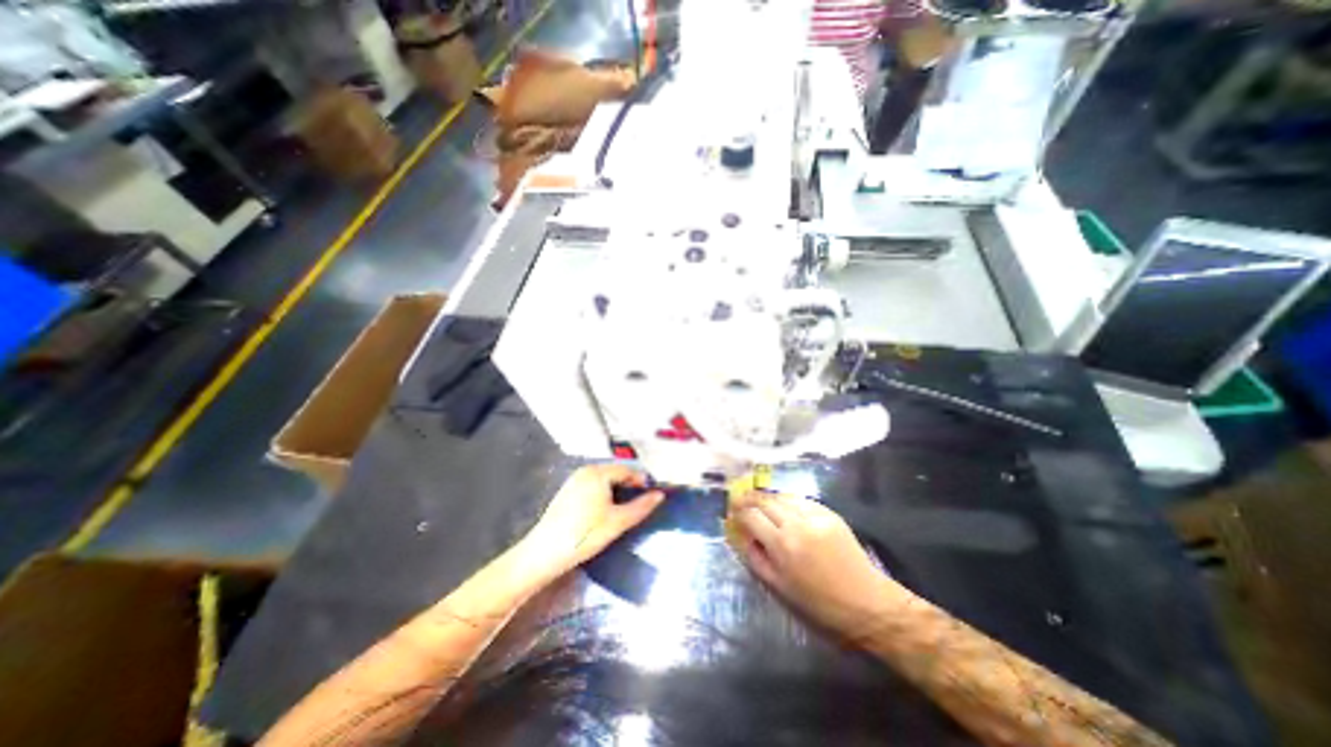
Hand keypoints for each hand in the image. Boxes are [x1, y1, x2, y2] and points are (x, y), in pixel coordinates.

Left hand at [519, 467, 666, 577]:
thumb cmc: (584, 534)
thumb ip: (641, 507)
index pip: (627, 470)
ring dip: (616, 491)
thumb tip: (660, 495)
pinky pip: (592, 487)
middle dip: (629, 485)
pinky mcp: (566, 493)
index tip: (652, 494)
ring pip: (603, 481)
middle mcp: (585, 471)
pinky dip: (603, 495)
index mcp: (598, 473)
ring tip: (625, 509)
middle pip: (614, 473)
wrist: (543, 554)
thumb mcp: (618, 522)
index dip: (641, 480)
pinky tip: (605, 512)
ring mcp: (573, 481)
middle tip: (640, 503)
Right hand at [727, 492, 905, 639]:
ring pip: (782, 496)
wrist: (867, 603)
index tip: (731, 512)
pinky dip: (787, 500)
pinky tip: (784, 506)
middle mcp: (796, 523)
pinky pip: (801, 500)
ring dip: (767, 497)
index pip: (751, 516)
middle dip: (749, 499)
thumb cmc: (819, 604)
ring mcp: (814, 515)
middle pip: (765, 501)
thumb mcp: (779, 587)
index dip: (738, 512)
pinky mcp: (829, 514)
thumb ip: (756, 558)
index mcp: (782, 545)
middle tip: (739, 500)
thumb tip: (742, 536)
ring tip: (759, 501)